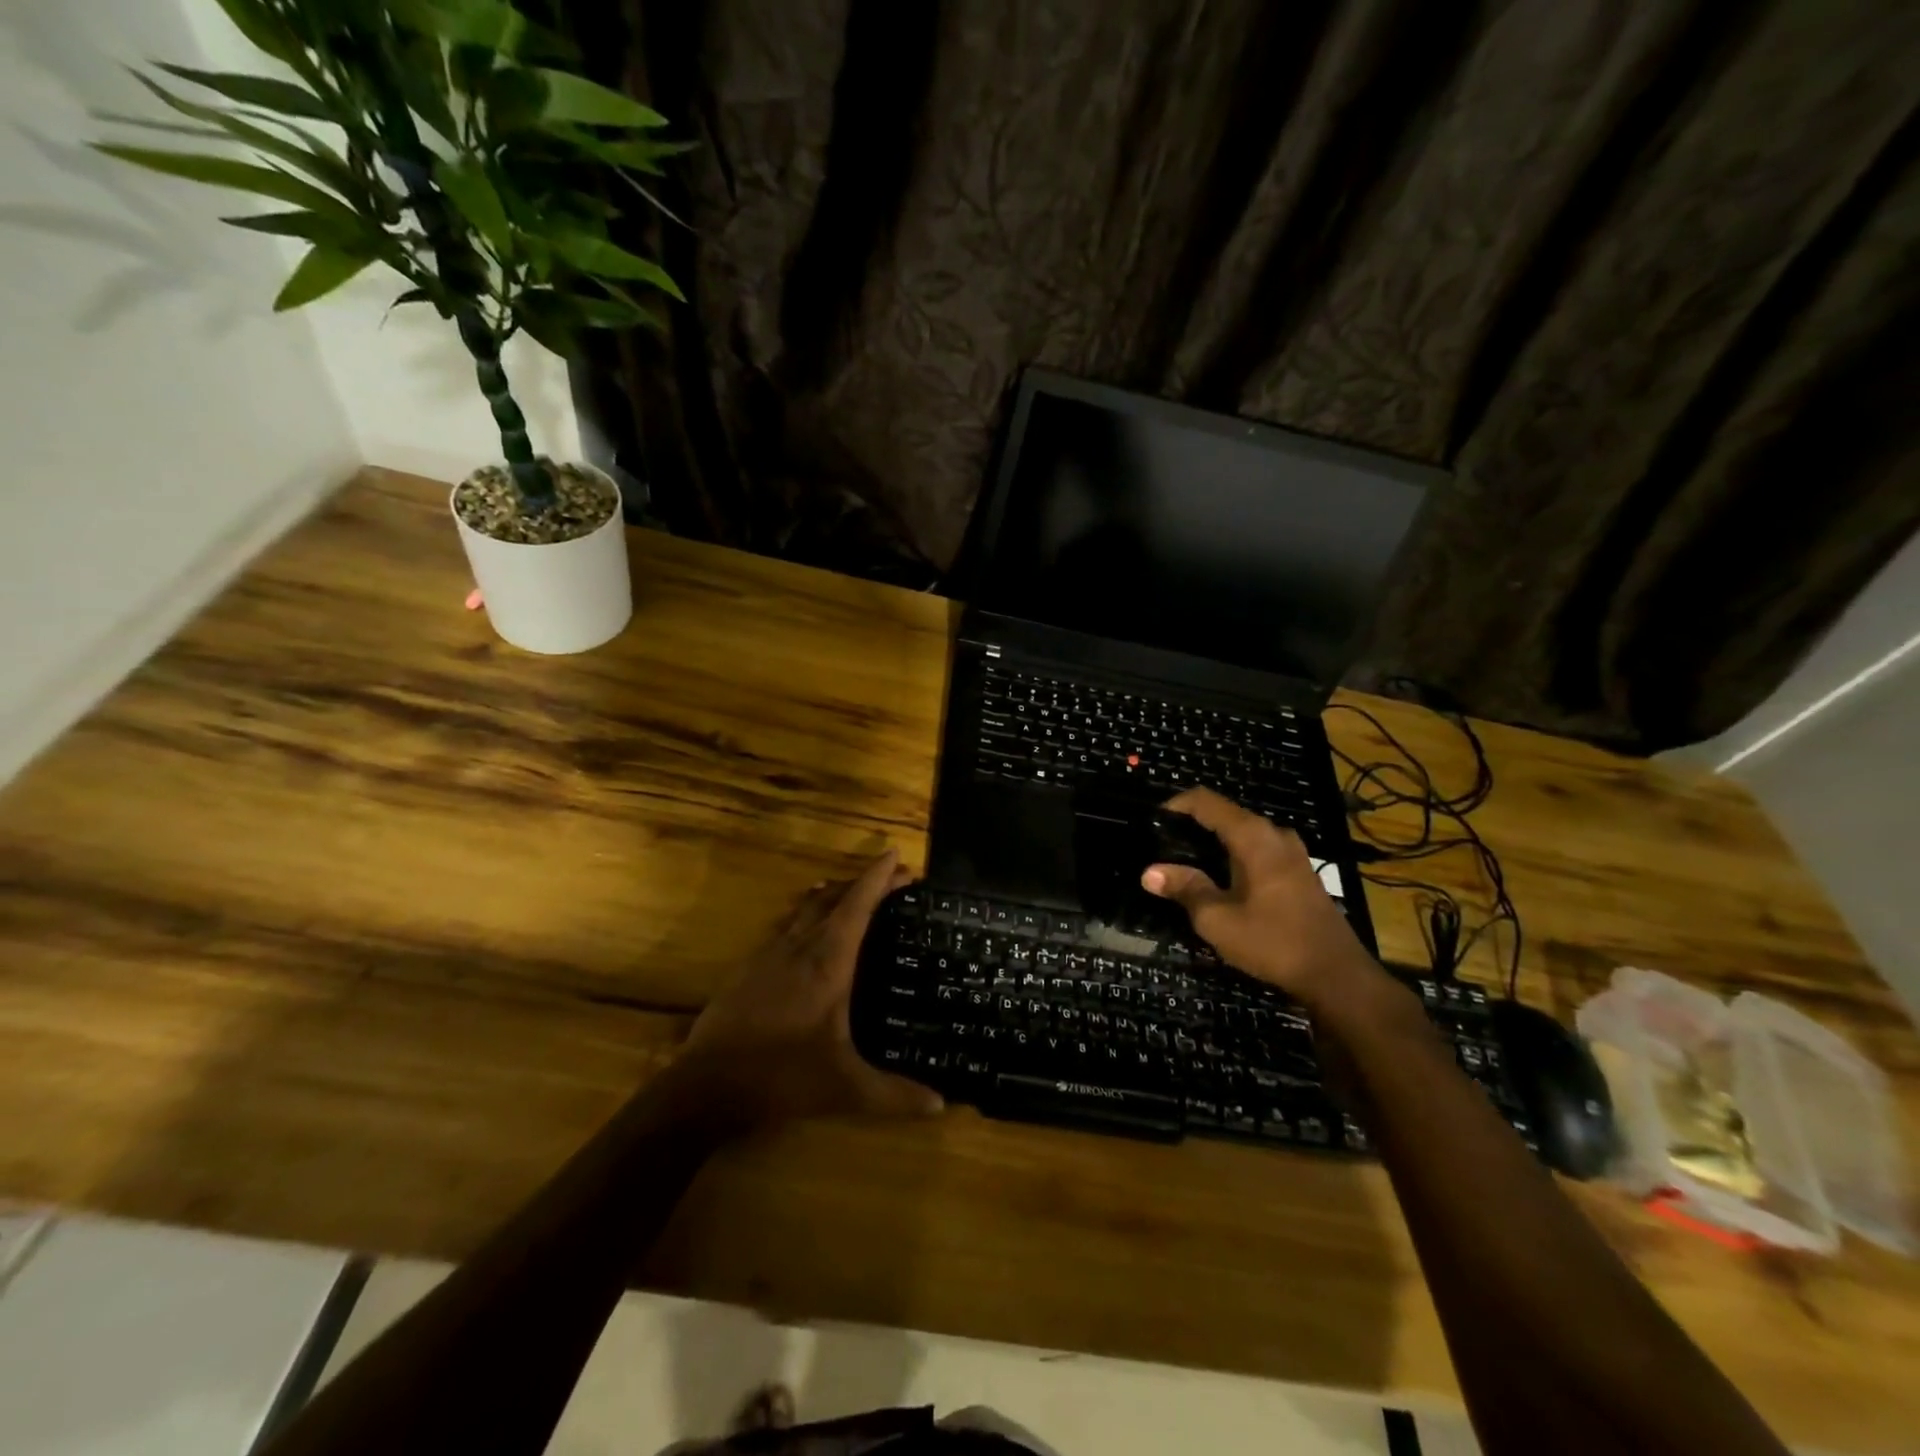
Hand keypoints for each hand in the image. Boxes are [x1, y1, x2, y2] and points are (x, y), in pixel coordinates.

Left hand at [678, 849, 944, 1128]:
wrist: (706, 1084)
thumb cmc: (781, 1076)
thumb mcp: (844, 1089)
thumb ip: (894, 1095)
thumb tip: (940, 1105)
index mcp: (828, 961)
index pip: (858, 905)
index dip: (878, 878)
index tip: (896, 857)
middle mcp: (800, 946)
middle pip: (834, 897)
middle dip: (864, 881)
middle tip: (891, 879)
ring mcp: (770, 953)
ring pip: (807, 907)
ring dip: (834, 894)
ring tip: (852, 894)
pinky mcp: (750, 966)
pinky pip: (787, 925)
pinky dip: (807, 914)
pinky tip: (808, 931)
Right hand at [1141, 787, 1379, 1011]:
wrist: (1337, 976)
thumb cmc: (1272, 941)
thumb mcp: (1217, 918)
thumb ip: (1184, 888)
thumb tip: (1149, 872)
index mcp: (1253, 836)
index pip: (1206, 801)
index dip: (1176, 805)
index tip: (1153, 822)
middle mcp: (1275, 834)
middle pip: (1225, 815)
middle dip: (1192, 826)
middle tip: (1163, 848)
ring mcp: (1293, 853)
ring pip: (1243, 834)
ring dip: (1214, 843)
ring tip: (1186, 864)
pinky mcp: (1300, 872)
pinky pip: (1258, 850)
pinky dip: (1234, 856)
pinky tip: (1221, 881)